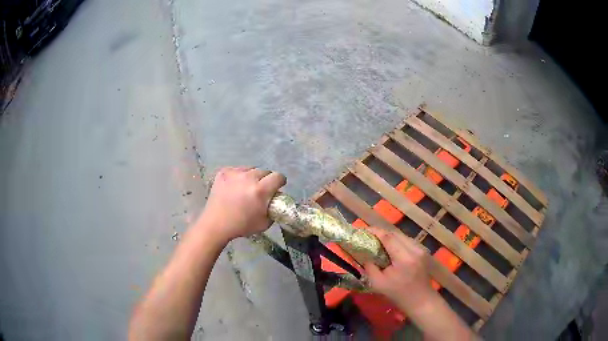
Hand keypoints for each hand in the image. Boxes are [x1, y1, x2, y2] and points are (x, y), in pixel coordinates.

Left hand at [198, 167, 285, 242]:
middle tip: (260, 190)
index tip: (277, 188)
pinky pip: (237, 170)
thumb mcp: (265, 223)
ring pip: (250, 169)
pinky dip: (239, 176)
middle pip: (264, 172)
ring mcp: (235, 173)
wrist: (216, 224)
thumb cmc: (241, 225)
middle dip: (265, 180)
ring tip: (245, 188)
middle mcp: (249, 177)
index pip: (278, 176)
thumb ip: (273, 209)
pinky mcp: (224, 172)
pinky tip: (234, 187)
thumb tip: (275, 201)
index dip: (280, 182)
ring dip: (252, 177)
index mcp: (260, 190)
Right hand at [363, 227, 433, 308]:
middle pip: (396, 234)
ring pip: (402, 236)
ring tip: (377, 240)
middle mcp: (414, 250)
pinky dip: (397, 241)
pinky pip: (407, 241)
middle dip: (381, 233)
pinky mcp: (422, 251)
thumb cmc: (398, 294)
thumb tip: (362, 255)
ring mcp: (420, 249)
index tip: (363, 230)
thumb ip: (369, 267)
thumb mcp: (378, 284)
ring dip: (389, 236)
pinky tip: (390, 247)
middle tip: (368, 236)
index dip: (375, 231)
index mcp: (404, 258)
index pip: (388, 237)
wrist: (420, 300)